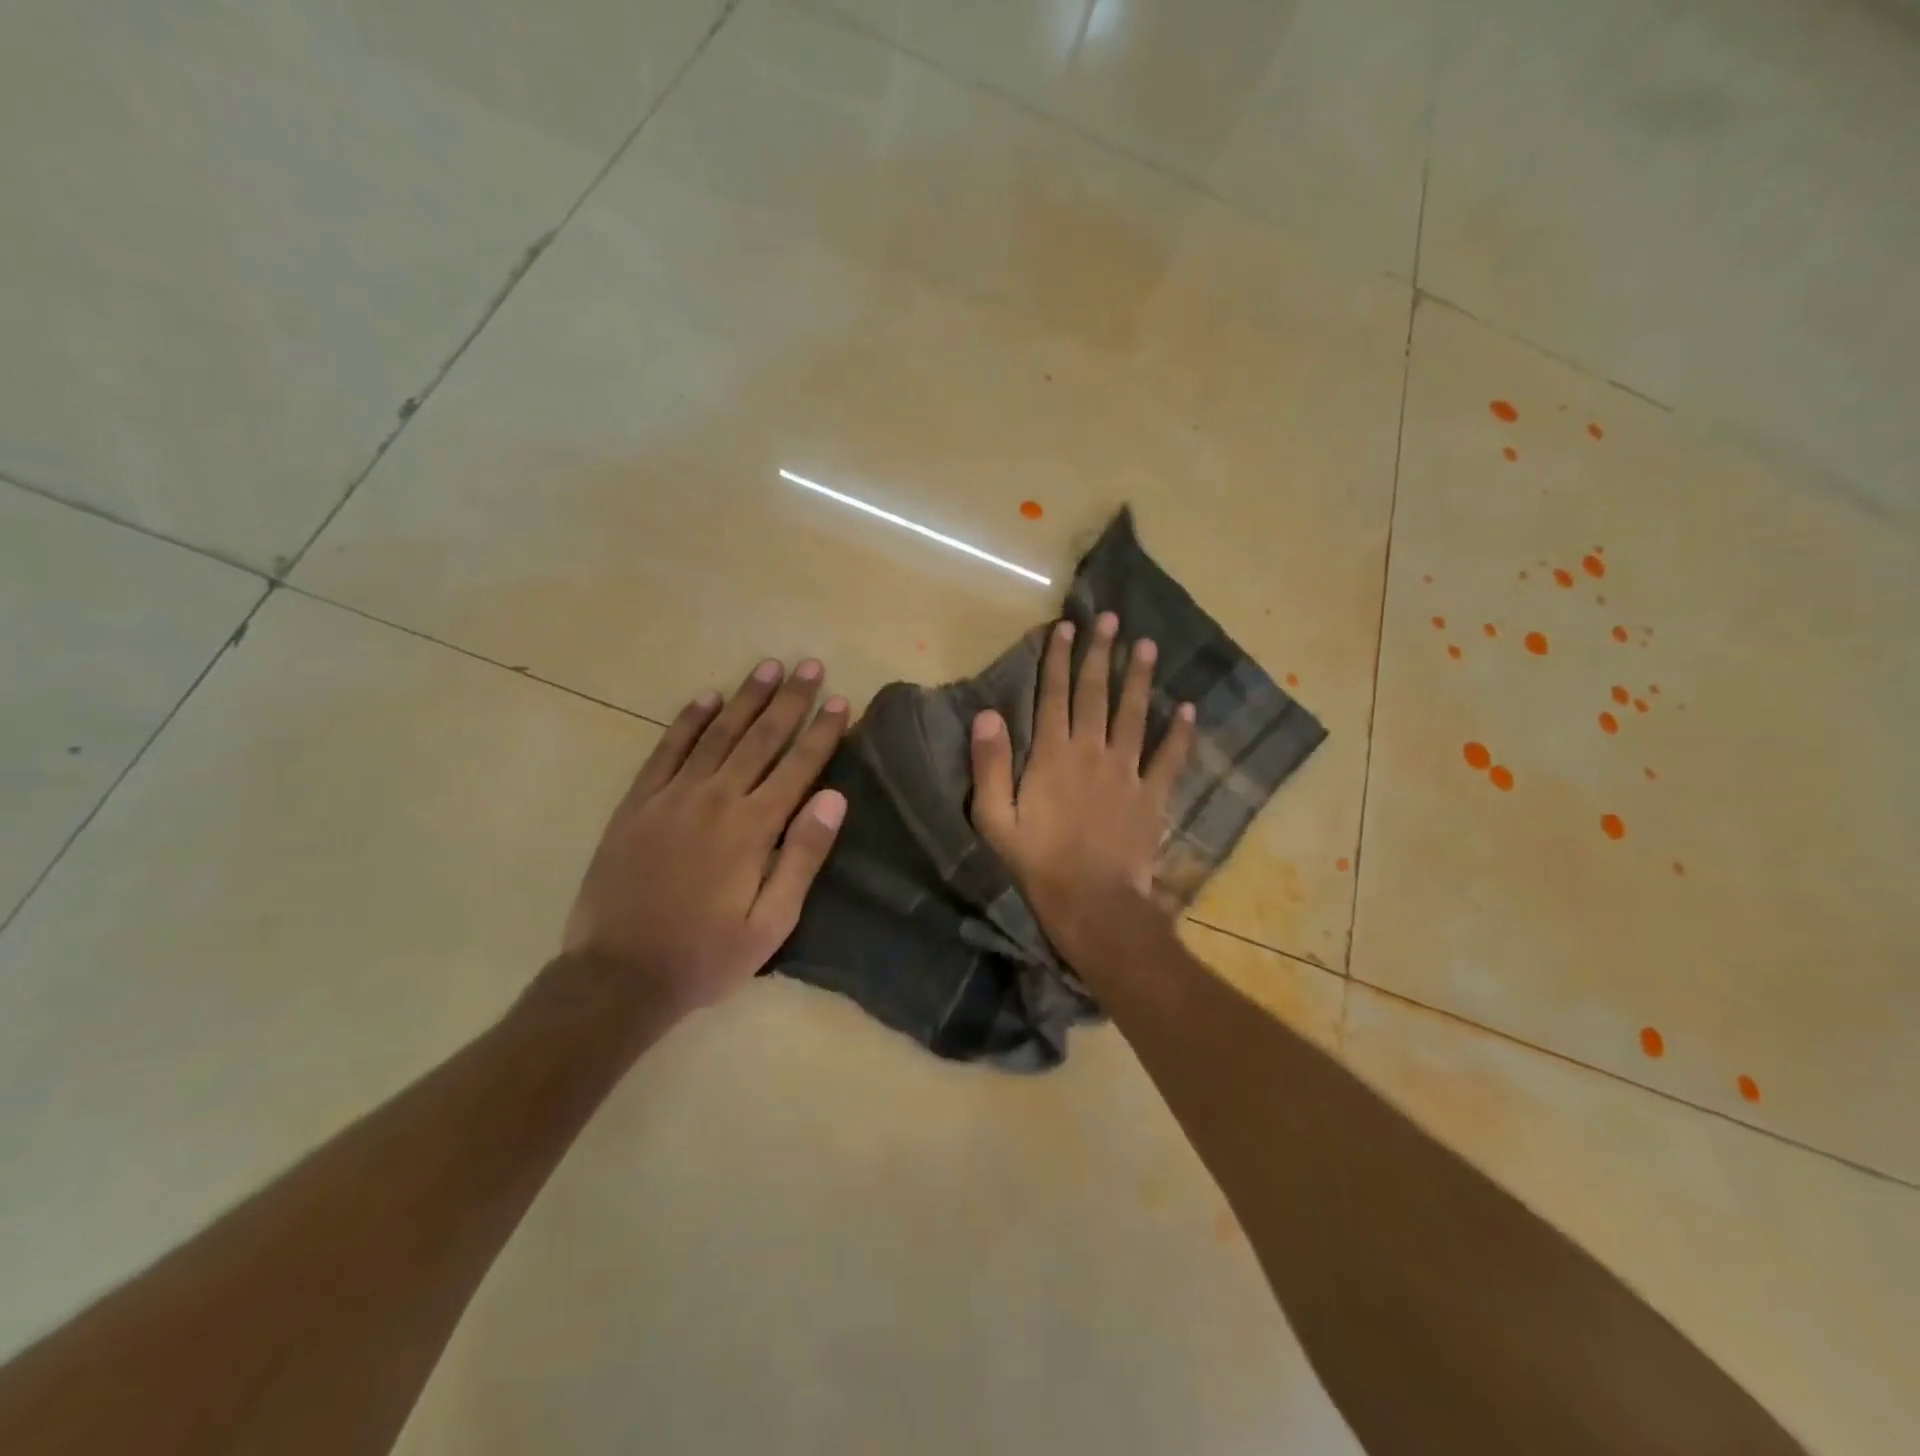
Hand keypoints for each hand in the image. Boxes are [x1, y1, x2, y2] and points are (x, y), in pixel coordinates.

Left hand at [561, 657, 848, 1019]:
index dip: (822, 732)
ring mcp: (672, 797)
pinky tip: (705, 698)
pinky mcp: (638, 803)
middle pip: (761, 739)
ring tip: (768, 667)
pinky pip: (666, 750)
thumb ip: (802, 856)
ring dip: (745, 698)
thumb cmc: (706, 955)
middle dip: (790, 700)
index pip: (798, 767)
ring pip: (717, 734)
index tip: (839, 700)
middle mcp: (716, 799)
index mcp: (753, 828)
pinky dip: (688, 721)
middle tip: (809, 665)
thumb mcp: (771, 922)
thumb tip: (834, 799)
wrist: (618, 975)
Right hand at [968, 612, 1193, 967]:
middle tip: (1111, 619)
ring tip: (1146, 646)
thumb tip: (987, 714)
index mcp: (1052, 756)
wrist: (1092, 903)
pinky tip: (1188, 709)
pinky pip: (1170, 759)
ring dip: (1139, 679)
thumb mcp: (995, 819)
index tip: (1066, 626)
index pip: (1054, 696)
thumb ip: (990, 765)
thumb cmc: (1036, 863)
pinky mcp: (1152, 797)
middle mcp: (1091, 752)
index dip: (1058, 659)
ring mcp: (1126, 773)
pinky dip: (1180, 735)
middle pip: (1095, 694)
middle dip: (1101, 654)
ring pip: (1133, 715)